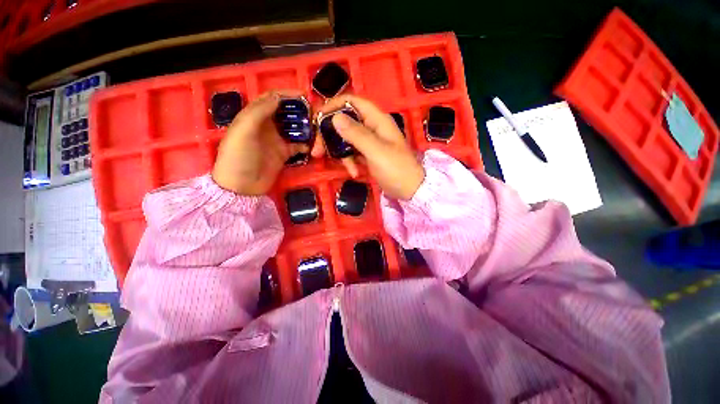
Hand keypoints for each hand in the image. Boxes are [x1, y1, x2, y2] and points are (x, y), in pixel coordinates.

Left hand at [212, 91, 308, 195]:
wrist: (242, 185)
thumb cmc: (239, 156)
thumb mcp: (244, 130)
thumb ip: (260, 112)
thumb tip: (278, 98)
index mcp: (254, 116)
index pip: (271, 98)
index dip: (285, 94)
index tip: (303, 94)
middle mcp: (266, 126)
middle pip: (285, 112)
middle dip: (298, 110)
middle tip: (314, 111)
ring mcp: (276, 140)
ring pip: (293, 128)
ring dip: (304, 126)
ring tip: (316, 126)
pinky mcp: (283, 154)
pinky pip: (297, 146)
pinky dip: (305, 144)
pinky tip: (312, 145)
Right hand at [312, 95, 424, 199]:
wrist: (410, 189)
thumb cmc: (397, 169)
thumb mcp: (376, 151)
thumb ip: (356, 134)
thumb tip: (335, 117)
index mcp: (377, 119)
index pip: (351, 102)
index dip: (333, 106)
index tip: (317, 120)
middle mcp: (372, 126)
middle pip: (344, 121)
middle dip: (330, 135)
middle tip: (317, 150)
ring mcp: (369, 141)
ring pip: (346, 139)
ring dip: (341, 153)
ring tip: (347, 168)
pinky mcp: (367, 154)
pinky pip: (352, 152)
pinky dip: (350, 162)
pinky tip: (355, 173)